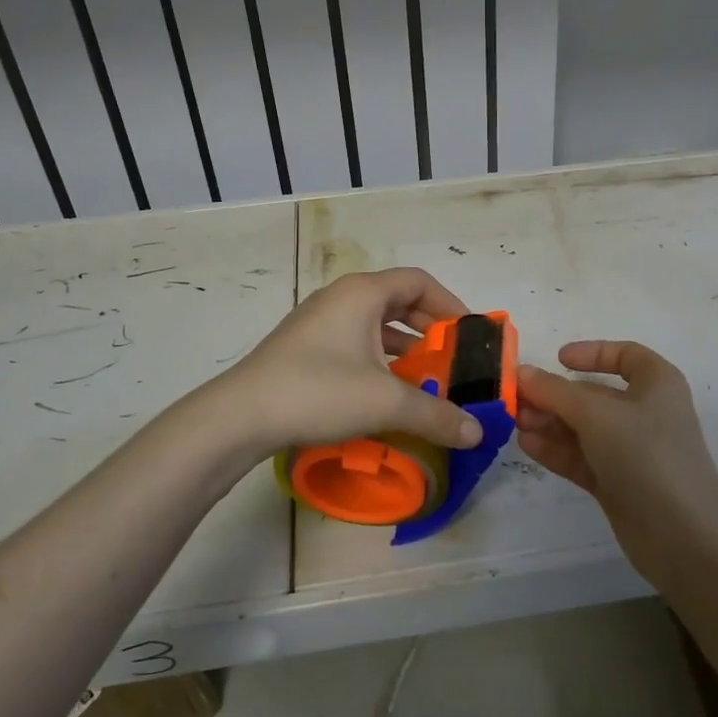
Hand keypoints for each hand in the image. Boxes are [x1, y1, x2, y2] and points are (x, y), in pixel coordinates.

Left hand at [208, 268, 482, 467]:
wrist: (240, 415)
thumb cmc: (319, 391)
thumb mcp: (385, 402)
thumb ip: (436, 414)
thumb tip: (477, 434)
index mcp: (363, 293)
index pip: (419, 282)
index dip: (450, 304)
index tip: (469, 336)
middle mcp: (342, 298)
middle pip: (398, 301)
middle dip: (429, 329)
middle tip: (451, 360)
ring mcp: (319, 321)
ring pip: (375, 324)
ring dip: (404, 348)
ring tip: (425, 379)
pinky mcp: (305, 347)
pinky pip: (355, 342)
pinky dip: (379, 359)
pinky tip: (385, 392)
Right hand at [517, 341, 717, 576]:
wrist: (682, 536)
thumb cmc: (646, 455)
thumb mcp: (595, 414)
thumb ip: (555, 391)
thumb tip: (522, 372)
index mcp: (656, 384)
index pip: (625, 356)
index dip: (592, 352)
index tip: (558, 359)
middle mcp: (645, 412)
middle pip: (594, 394)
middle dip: (555, 395)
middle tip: (517, 400)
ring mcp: (631, 451)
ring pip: (583, 427)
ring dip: (550, 422)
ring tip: (517, 423)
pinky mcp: (618, 483)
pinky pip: (582, 457)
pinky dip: (556, 449)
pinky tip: (527, 445)